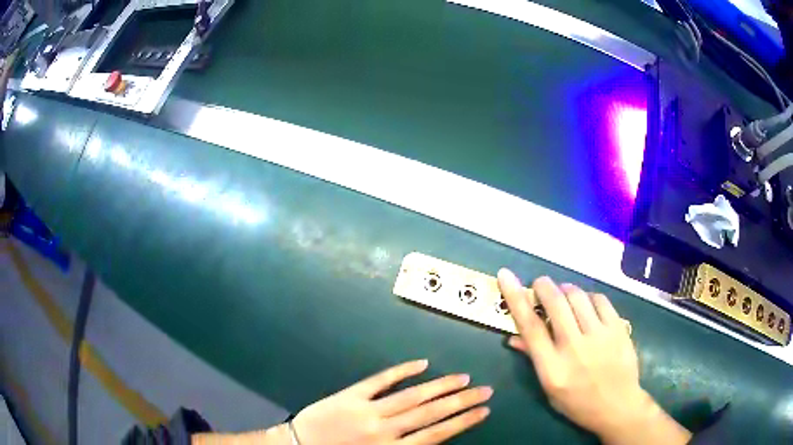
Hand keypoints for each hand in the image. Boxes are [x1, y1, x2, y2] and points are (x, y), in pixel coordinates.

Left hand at [291, 360, 491, 444]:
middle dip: (461, 401)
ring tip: (463, 378)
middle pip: (431, 413)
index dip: (462, 422)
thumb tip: (434, 438)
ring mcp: (367, 409)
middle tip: (485, 389)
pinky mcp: (351, 395)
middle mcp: (384, 430)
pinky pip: (380, 380)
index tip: (483, 410)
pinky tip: (422, 364)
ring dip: (440, 386)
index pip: (436, 435)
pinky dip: (402, 371)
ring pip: (411, 395)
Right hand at [497, 269, 690, 444]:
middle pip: (555, 303)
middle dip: (543, 286)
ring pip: (578, 296)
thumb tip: (513, 337)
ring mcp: (599, 336)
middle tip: (540, 284)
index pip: (530, 326)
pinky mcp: (618, 328)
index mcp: (552, 368)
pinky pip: (600, 300)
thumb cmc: (578, 403)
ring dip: (566, 289)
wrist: (618, 406)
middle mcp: (574, 348)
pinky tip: (587, 303)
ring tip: (564, 293)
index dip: (515, 298)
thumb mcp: (549, 389)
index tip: (506, 275)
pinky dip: (588, 297)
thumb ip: (533, 360)